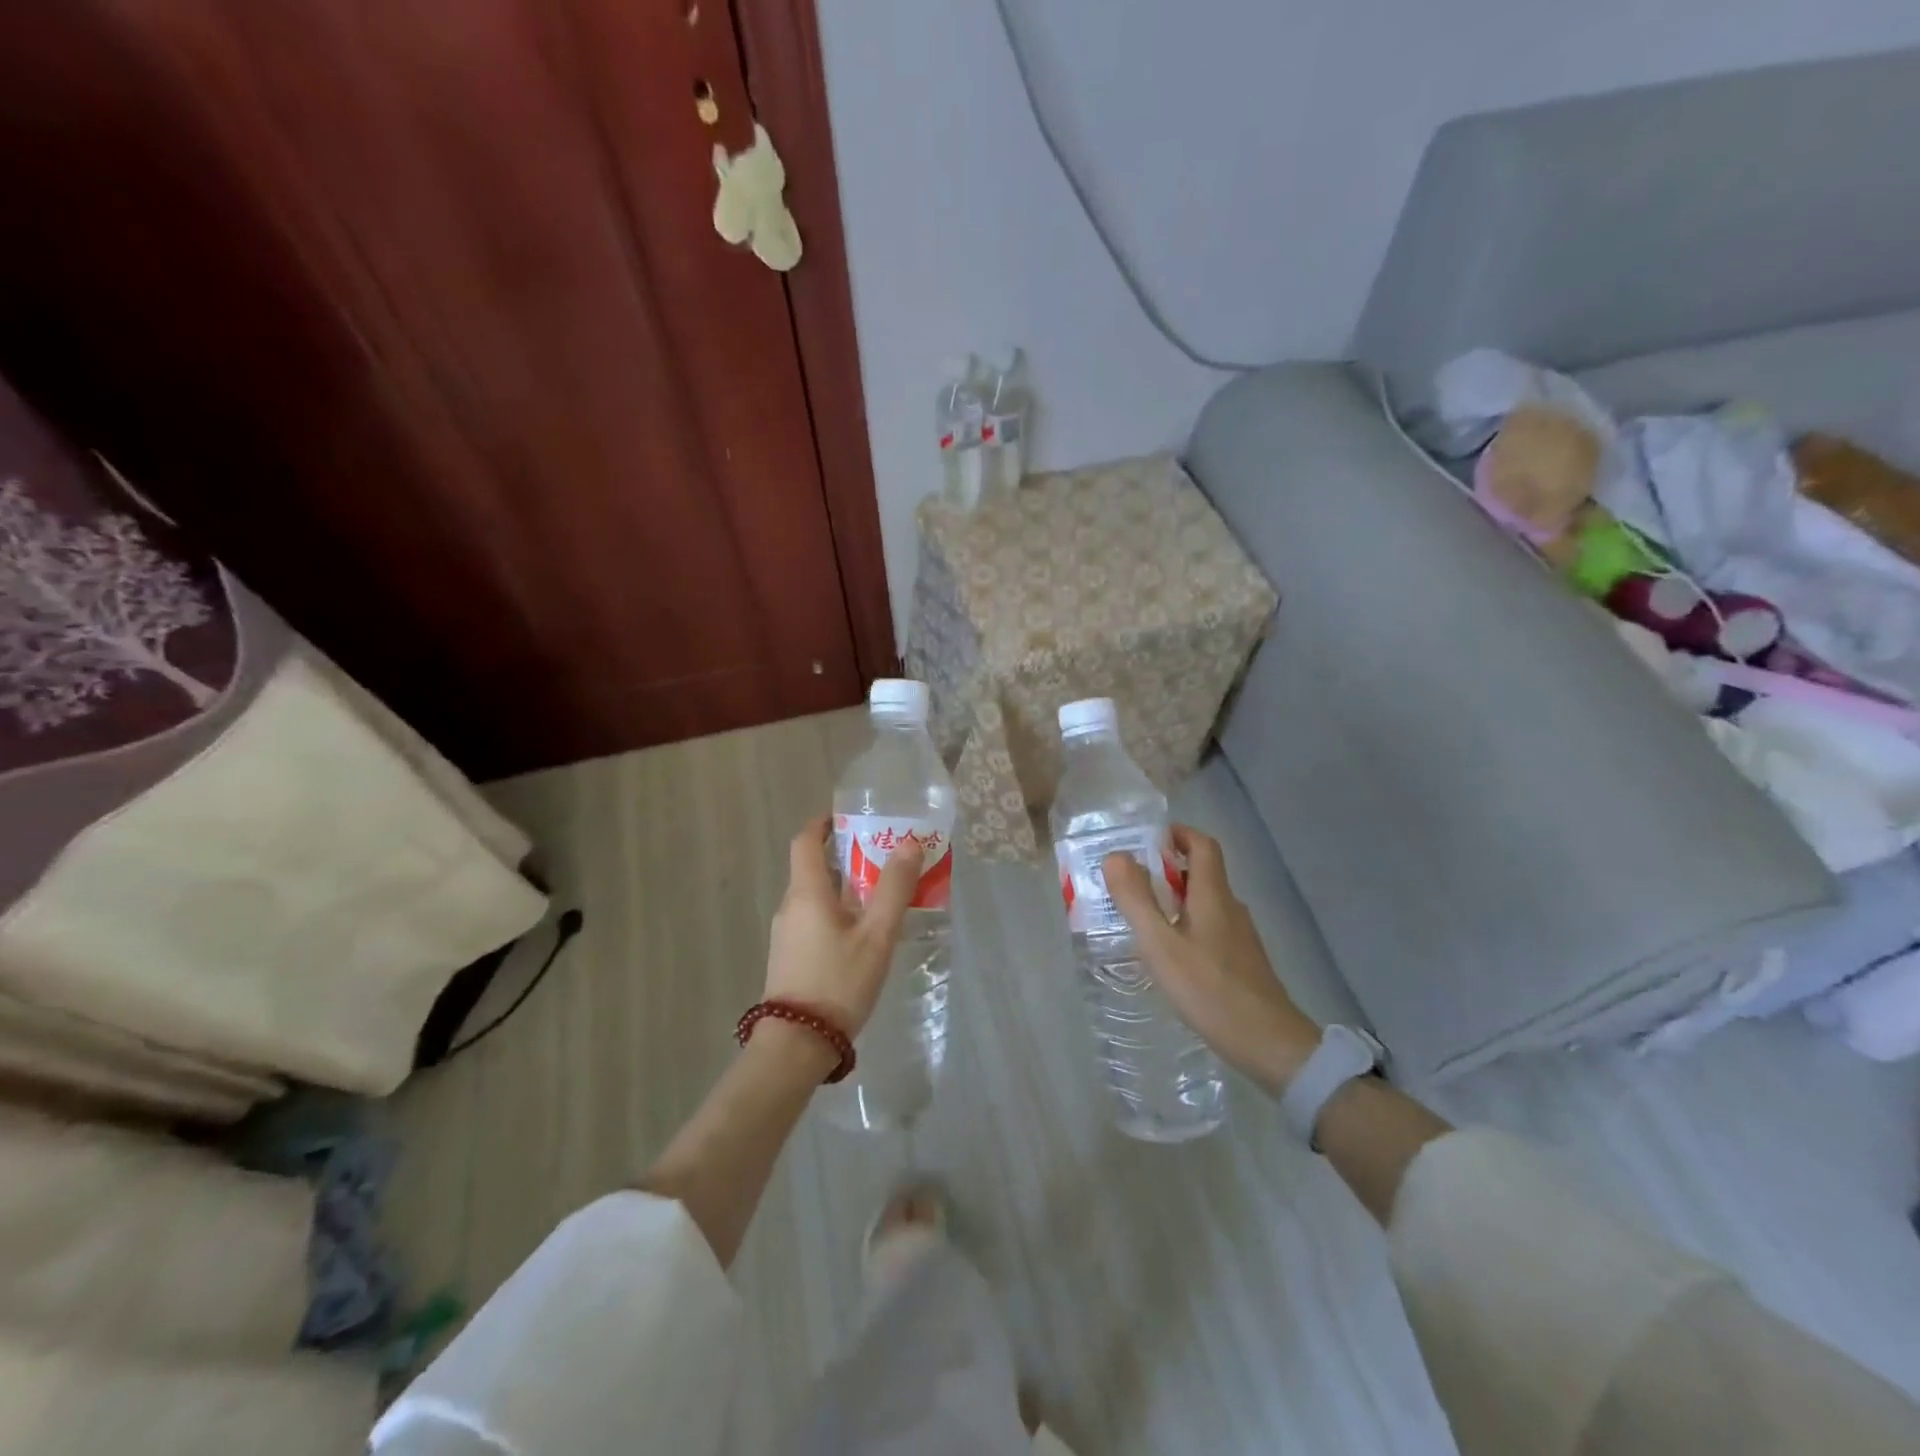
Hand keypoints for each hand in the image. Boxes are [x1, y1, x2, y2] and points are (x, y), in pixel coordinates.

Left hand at [764, 815, 922, 1037]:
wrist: (796, 1046)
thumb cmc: (838, 982)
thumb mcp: (876, 934)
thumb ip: (894, 888)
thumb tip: (910, 842)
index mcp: (807, 892)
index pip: (805, 841)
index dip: (824, 823)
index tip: (849, 818)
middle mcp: (790, 906)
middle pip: (814, 868)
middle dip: (847, 857)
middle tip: (884, 858)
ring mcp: (787, 934)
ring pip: (816, 897)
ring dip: (845, 888)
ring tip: (882, 897)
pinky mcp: (790, 957)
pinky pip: (814, 920)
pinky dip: (838, 913)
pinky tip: (864, 935)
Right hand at [1103, 826, 1321, 1094]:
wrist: (1269, 1044)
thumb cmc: (1210, 990)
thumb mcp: (1161, 945)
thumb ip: (1136, 900)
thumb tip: (1115, 855)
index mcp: (1213, 896)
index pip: (1203, 846)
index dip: (1179, 834)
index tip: (1149, 839)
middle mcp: (1231, 908)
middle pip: (1204, 873)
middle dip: (1169, 868)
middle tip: (1132, 881)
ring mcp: (1241, 937)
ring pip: (1207, 903)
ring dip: (1176, 899)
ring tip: (1144, 917)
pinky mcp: (1243, 962)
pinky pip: (1211, 928)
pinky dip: (1187, 925)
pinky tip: (1171, 954)